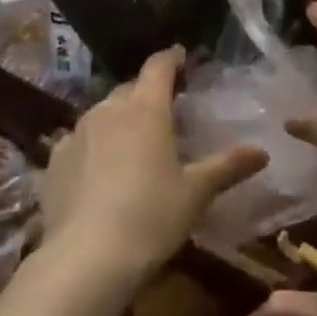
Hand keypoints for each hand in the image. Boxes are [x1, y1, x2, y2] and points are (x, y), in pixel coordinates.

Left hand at [40, 46, 267, 287]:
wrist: (85, 258)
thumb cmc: (151, 217)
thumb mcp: (196, 193)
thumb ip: (227, 166)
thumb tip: (262, 152)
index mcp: (146, 108)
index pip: (159, 66)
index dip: (171, 58)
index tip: (181, 57)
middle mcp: (109, 109)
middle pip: (131, 89)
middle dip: (147, 94)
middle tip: (164, 112)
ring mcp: (77, 132)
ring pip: (103, 113)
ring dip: (119, 119)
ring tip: (132, 143)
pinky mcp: (54, 160)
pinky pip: (78, 141)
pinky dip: (93, 146)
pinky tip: (98, 172)